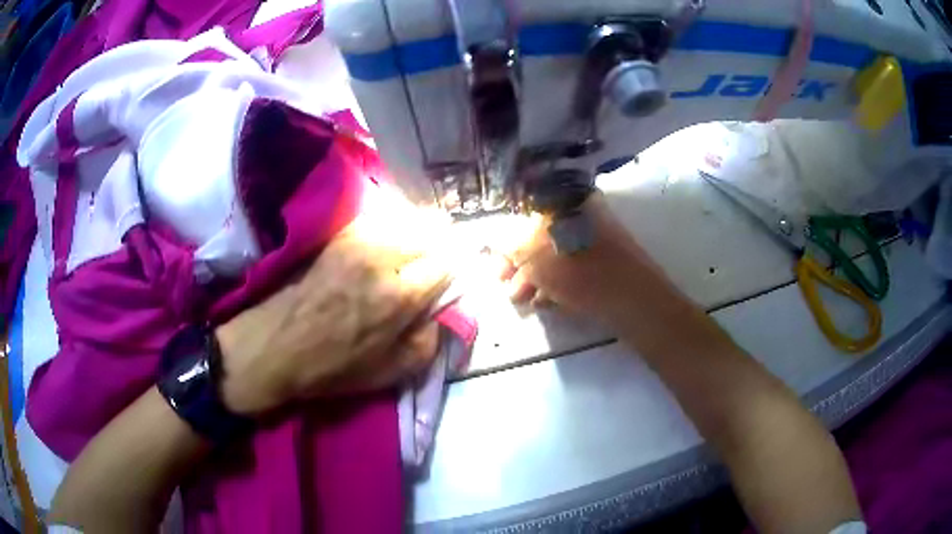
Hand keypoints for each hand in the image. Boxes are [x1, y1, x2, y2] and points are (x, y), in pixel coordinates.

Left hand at [215, 190, 452, 416]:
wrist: (278, 344)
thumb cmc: (334, 367)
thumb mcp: (392, 373)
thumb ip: (430, 341)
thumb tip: (444, 311)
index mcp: (400, 297)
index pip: (449, 262)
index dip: (460, 266)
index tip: (460, 274)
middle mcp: (383, 258)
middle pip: (433, 232)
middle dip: (445, 245)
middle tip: (440, 262)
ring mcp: (359, 240)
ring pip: (409, 219)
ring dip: (422, 232)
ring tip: (418, 252)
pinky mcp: (341, 234)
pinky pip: (382, 218)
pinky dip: (396, 226)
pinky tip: (392, 243)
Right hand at [498, 194, 670, 323]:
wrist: (634, 301)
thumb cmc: (581, 272)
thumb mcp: (535, 257)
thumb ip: (509, 246)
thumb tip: (493, 243)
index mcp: (568, 204)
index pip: (527, 216)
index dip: (507, 243)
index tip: (497, 267)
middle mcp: (584, 215)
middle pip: (541, 238)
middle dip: (520, 265)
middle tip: (508, 288)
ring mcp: (597, 239)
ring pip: (557, 255)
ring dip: (535, 278)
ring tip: (524, 300)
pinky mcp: (606, 263)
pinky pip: (574, 268)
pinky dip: (557, 283)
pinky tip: (546, 302)